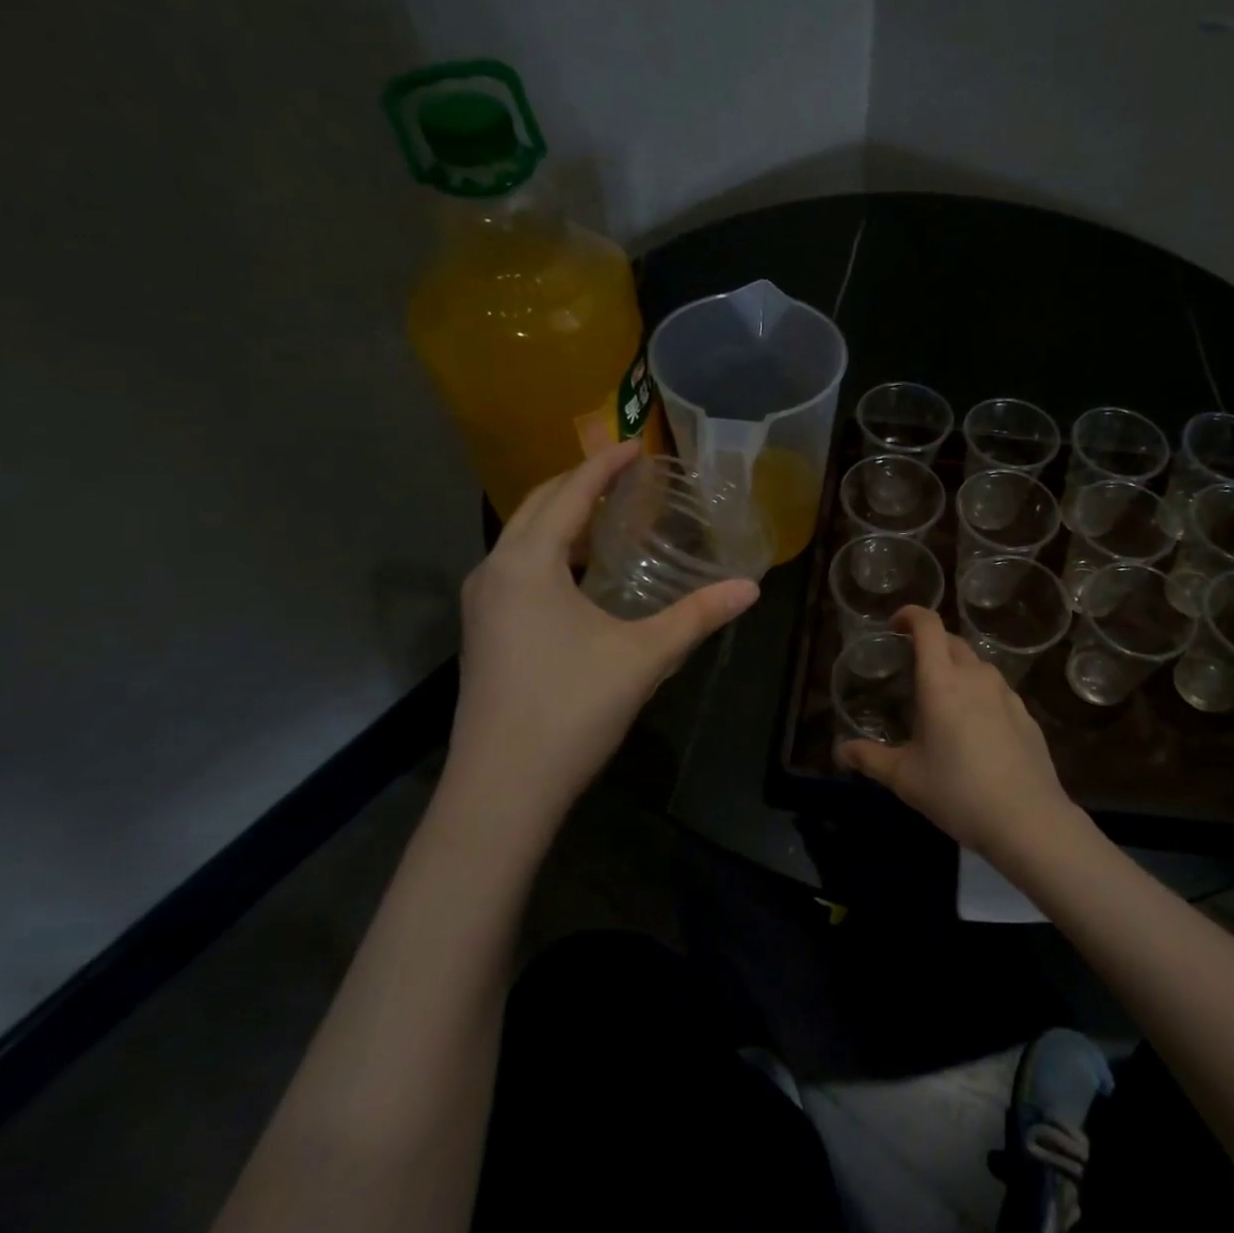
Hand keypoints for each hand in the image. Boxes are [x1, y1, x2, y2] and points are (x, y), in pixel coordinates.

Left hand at [446, 441, 758, 819]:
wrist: (502, 788)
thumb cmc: (571, 709)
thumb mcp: (644, 656)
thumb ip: (699, 616)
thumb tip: (751, 588)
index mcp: (527, 563)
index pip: (570, 494)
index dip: (605, 466)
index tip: (637, 444)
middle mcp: (494, 570)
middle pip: (538, 505)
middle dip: (579, 482)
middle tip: (625, 473)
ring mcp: (481, 602)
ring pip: (522, 536)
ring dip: (561, 514)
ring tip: (606, 512)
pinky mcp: (483, 630)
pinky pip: (517, 565)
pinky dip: (549, 548)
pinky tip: (579, 570)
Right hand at [834, 607, 1076, 856]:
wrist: (1027, 819)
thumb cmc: (957, 792)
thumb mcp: (905, 778)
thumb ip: (870, 759)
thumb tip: (841, 751)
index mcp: (942, 682)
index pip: (928, 626)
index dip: (910, 615)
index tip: (895, 625)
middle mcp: (976, 677)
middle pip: (952, 641)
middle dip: (930, 643)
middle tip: (912, 666)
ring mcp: (1006, 693)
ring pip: (977, 665)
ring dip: (957, 669)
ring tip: (943, 699)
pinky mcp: (1026, 714)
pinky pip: (996, 690)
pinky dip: (979, 694)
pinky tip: (975, 728)